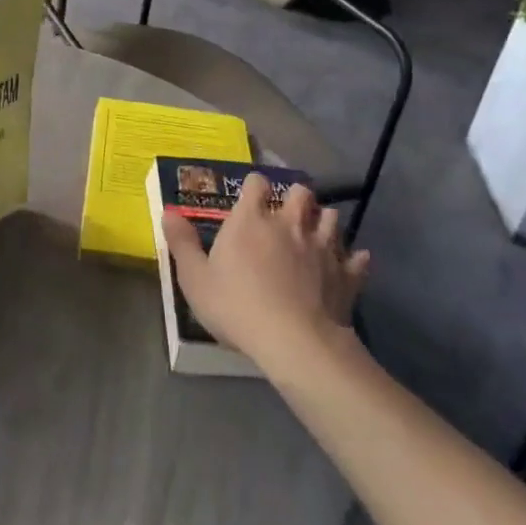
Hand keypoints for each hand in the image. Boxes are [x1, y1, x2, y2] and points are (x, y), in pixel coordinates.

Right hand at [161, 175, 368, 370]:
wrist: (294, 341)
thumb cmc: (237, 306)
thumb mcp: (195, 279)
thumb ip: (182, 243)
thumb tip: (168, 212)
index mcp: (252, 219)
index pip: (256, 182)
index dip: (253, 186)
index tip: (249, 198)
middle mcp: (290, 223)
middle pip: (301, 192)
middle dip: (295, 198)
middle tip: (285, 215)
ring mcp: (323, 247)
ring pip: (332, 218)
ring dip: (323, 222)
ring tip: (314, 236)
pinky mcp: (346, 274)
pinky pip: (357, 258)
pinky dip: (352, 260)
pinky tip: (347, 265)